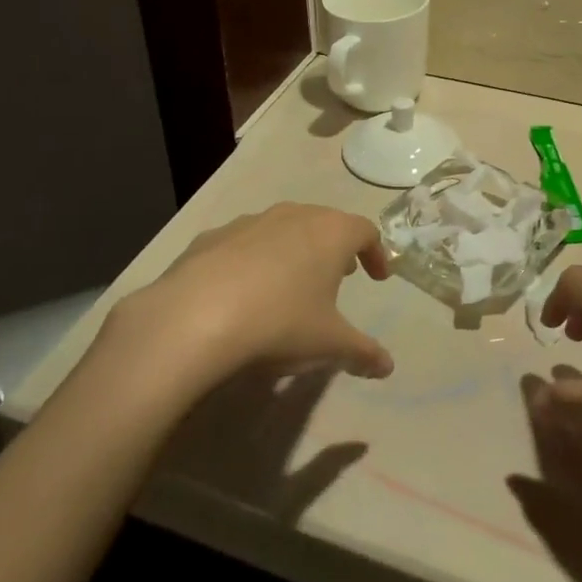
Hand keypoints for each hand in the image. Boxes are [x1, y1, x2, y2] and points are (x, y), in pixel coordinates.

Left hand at [97, 203, 393, 390]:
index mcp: (330, 233)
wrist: (194, 317)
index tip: (377, 278)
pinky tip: (243, 291)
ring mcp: (250, 222)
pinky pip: (244, 243)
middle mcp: (293, 216)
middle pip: (324, 222)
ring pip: (283, 228)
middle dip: (335, 248)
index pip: (365, 231)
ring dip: (295, 250)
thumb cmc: (280, 323)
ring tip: (293, 283)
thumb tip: (387, 366)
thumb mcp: (330, 345)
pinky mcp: (212, 236)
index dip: (376, 253)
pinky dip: (254, 259)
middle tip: (340, 275)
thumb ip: (363, 353)